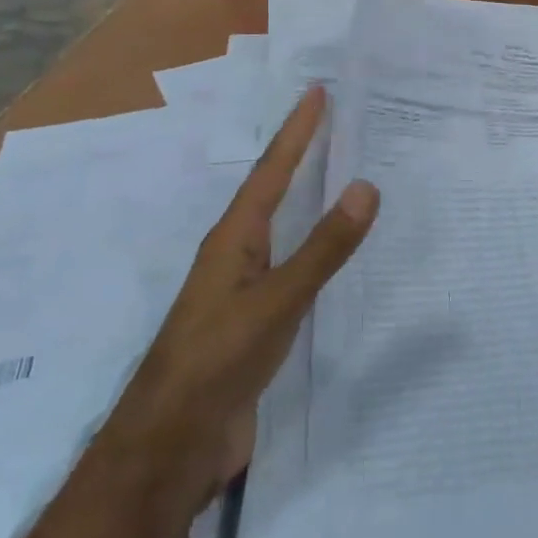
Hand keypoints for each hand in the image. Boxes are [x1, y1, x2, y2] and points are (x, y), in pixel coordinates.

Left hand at [155, 87, 378, 480]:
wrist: (172, 445)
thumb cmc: (217, 360)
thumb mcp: (277, 301)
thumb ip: (323, 247)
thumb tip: (365, 185)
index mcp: (233, 239)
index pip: (271, 171)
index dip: (295, 131)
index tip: (317, 92)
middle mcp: (235, 254)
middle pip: (270, 190)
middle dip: (298, 153)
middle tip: (329, 120)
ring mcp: (242, 289)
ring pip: (279, 227)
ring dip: (303, 195)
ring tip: (333, 171)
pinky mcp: (253, 321)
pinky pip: (290, 265)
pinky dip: (312, 244)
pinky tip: (327, 251)